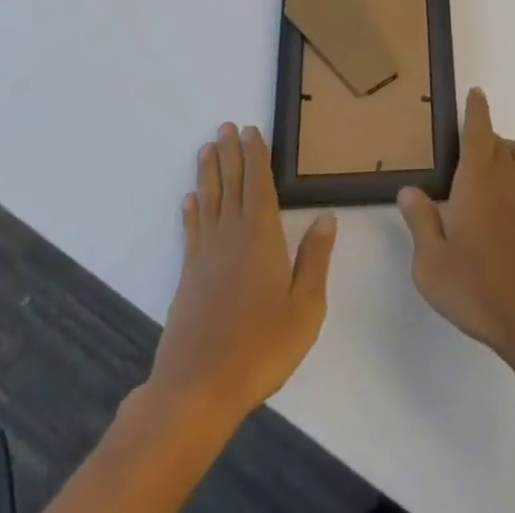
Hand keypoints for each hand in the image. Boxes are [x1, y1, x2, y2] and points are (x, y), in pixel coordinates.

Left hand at [147, 123, 336, 426]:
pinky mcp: (188, 277)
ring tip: (207, 148)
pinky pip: (191, 232)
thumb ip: (315, 260)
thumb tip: (326, 218)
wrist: (198, 388)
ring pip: (209, 201)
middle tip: (225, 126)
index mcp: (262, 236)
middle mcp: (231, 235)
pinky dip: (191, 211)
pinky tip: (189, 199)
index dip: (256, 155)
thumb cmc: (260, 347)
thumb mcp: (305, 307)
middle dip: (230, 153)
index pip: (259, 184)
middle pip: (231, 184)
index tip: (251, 130)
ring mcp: (206, 255)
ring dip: (209, 172)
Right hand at [397, 89, 514, 365]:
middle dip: (487, 141)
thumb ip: (420, 222)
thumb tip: (409, 190)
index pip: (477, 130)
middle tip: (473, 160)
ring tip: (499, 178)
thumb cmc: (479, 290)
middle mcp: (510, 176)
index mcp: (477, 179)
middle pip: (500, 142)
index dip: (475, 109)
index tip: (476, 93)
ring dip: (510, 158)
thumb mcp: (432, 265)